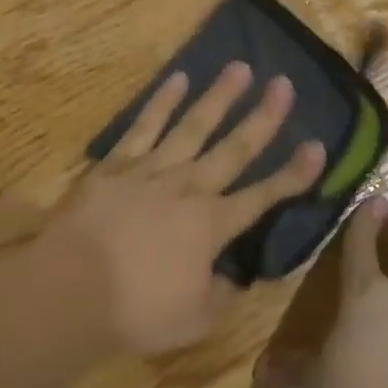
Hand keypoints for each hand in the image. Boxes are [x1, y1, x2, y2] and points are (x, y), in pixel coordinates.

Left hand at [43, 62, 325, 356]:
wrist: (70, 289)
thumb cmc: (135, 311)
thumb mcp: (194, 320)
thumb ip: (222, 294)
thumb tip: (237, 277)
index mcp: (212, 225)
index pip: (263, 196)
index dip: (294, 173)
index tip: (318, 146)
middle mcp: (189, 187)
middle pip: (234, 148)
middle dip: (263, 117)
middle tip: (284, 84)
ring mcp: (152, 169)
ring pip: (193, 125)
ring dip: (219, 96)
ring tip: (240, 67)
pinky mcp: (117, 163)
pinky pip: (144, 125)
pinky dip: (162, 101)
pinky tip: (178, 78)